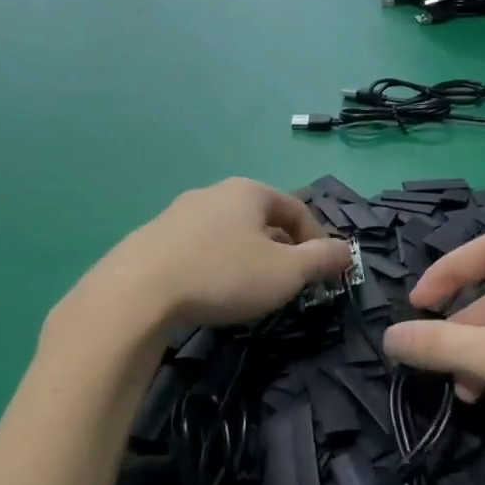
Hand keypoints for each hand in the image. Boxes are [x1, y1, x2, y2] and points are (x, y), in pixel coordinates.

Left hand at [80, 178, 351, 329]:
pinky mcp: (153, 238)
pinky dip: (216, 264)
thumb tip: (347, 250)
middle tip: (289, 282)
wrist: (136, 292)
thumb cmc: (223, 275)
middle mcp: (213, 192)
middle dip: (282, 248)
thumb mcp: (286, 272)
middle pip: (262, 219)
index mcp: (249, 191)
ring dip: (248, 257)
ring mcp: (178, 213)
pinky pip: (199, 247)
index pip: (297, 209)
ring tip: (251, 289)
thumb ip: (322, 259)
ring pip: (229, 233)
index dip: (318, 239)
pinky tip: (211, 291)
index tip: (323, 271)